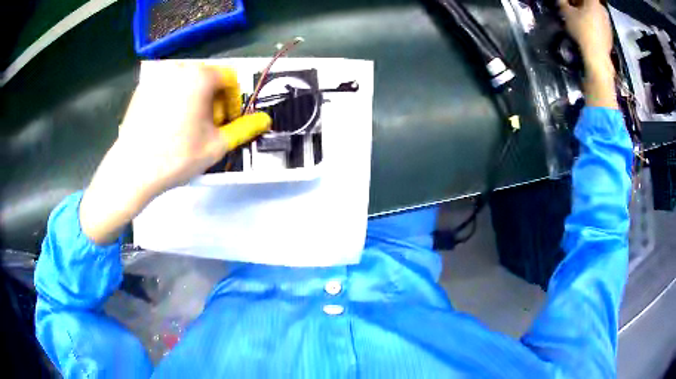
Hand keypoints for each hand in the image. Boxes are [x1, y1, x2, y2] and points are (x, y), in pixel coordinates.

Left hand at [80, 62, 270, 244]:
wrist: (131, 170)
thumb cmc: (176, 157)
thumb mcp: (217, 145)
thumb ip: (244, 129)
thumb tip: (266, 120)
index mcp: (200, 76)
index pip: (229, 78)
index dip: (232, 101)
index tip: (224, 123)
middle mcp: (179, 68)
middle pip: (207, 78)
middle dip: (212, 100)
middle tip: (205, 128)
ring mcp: (157, 76)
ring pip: (186, 82)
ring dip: (193, 99)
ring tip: (185, 127)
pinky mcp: (142, 88)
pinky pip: (166, 87)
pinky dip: (173, 100)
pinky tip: (166, 125)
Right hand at [559, 0, 612, 62]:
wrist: (597, 57)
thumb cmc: (582, 31)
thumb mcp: (567, 13)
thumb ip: (562, 2)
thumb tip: (561, 0)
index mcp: (594, 2)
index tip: (569, 2)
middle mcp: (603, 10)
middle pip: (591, 3)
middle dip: (582, 4)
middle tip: (574, 9)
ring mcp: (608, 23)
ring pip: (596, 13)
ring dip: (588, 14)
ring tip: (580, 20)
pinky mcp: (610, 35)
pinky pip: (601, 24)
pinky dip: (594, 24)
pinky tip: (589, 30)